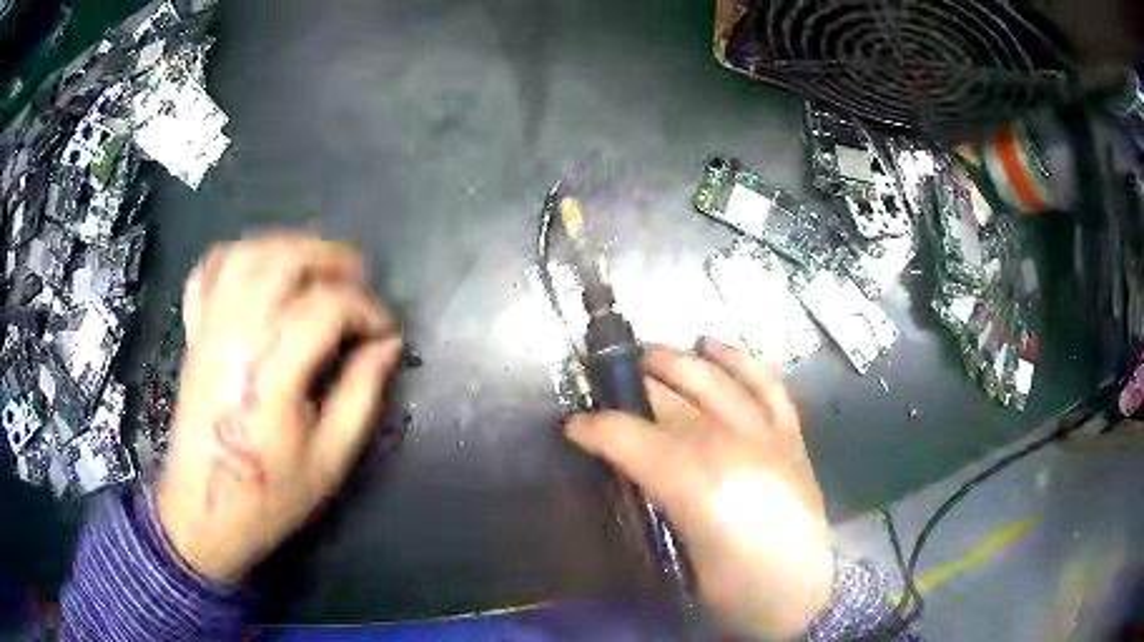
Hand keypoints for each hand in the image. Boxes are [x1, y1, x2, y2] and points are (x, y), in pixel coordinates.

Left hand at [158, 233, 402, 582]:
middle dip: (334, 261)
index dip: (368, 310)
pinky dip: (242, 255)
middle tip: (361, 286)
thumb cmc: (269, 497)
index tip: (386, 333)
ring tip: (319, 269)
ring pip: (250, 252)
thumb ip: (362, 395)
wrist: (204, 512)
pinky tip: (263, 270)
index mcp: (271, 372)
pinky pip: (212, 269)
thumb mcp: (331, 459)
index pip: (327, 307)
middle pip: (286, 260)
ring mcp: (210, 328)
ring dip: (292, 247)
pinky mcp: (195, 332)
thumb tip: (387, 346)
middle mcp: (236, 335)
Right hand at [566, 341, 833, 638]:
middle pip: (677, 398)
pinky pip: (768, 385)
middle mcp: (736, 447)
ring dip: (684, 360)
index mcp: (699, 486)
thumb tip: (622, 470)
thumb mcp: (679, 555)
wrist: (799, 594)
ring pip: (722, 379)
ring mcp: (769, 435)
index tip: (573, 426)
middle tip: (607, 377)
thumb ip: (652, 504)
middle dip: (637, 378)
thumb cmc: (733, 585)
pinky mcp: (791, 436)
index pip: (636, 441)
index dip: (598, 429)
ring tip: (655, 352)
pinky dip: (742, 361)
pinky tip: (718, 346)